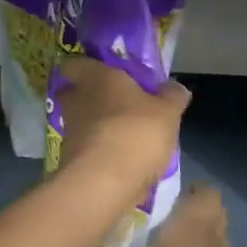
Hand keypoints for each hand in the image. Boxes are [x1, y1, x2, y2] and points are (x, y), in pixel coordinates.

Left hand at [53, 56, 188, 197]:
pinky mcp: (70, 161)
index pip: (75, 63)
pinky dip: (97, 152)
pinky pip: (85, 149)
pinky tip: (118, 160)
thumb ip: (172, 96)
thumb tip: (175, 86)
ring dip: (95, 126)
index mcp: (97, 77)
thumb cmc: (136, 132)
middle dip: (87, 96)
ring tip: (121, 134)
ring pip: (79, 122)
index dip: (84, 66)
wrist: (104, 183)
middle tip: (112, 102)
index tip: (99, 71)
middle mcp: (77, 100)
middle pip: (73, 93)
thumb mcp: (167, 112)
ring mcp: (70, 131)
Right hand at [91, 184, 233, 246]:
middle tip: (165, 212)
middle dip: (194, 208)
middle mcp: (212, 235)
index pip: (207, 191)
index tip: (168, 191)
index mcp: (194, 222)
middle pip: (213, 210)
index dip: (192, 187)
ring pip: (215, 234)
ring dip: (199, 233)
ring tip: (167, 238)